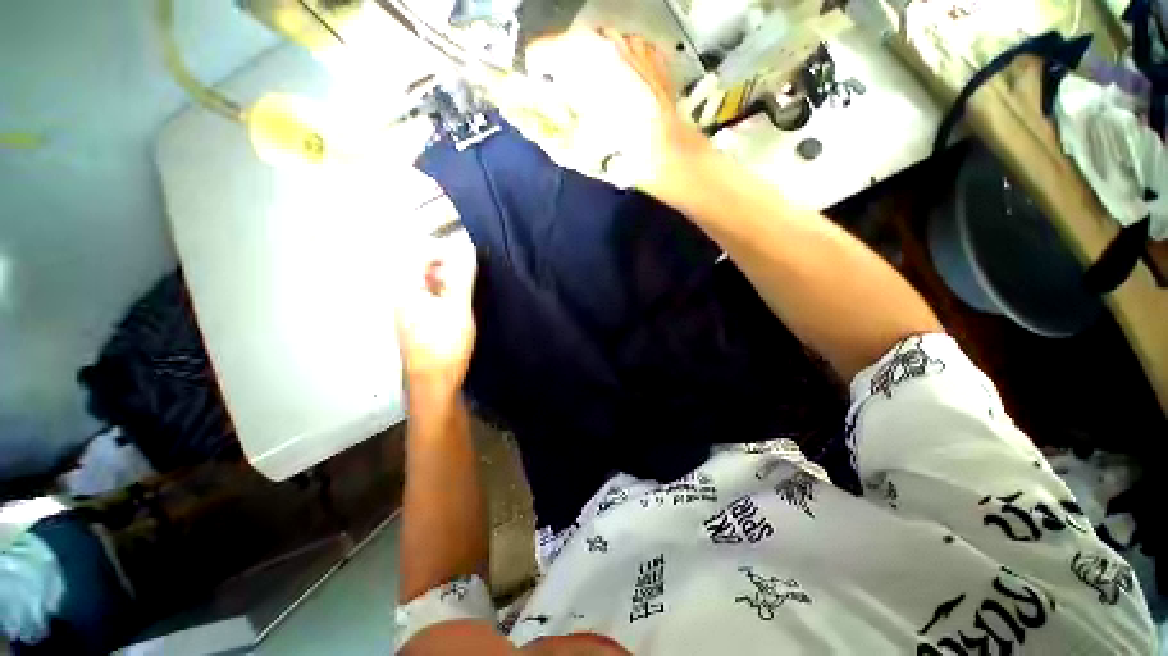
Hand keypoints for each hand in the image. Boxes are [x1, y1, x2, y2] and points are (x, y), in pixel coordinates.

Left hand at [396, 231, 477, 401]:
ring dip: (450, 279)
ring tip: (471, 285)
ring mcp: (409, 311)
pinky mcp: (419, 323)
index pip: (419, 253)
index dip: (444, 249)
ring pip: (429, 284)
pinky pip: (432, 297)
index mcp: (405, 289)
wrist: (434, 384)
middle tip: (472, 270)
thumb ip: (462, 276)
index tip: (469, 255)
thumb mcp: (457, 308)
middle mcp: (402, 296)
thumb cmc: (445, 345)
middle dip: (449, 263)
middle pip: (423, 267)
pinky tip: (462, 303)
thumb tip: (468, 247)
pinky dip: (447, 293)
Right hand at [506, 29, 710, 192]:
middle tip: (574, 101)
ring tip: (603, 99)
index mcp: (578, 56)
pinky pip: (624, 53)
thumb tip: (518, 111)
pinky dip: (618, 67)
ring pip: (599, 47)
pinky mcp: (651, 52)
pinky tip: (625, 93)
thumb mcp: (572, 139)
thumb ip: (541, 121)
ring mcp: (631, 41)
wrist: (664, 152)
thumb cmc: (616, 148)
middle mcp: (603, 37)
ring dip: (593, 67)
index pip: (539, 52)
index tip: (541, 92)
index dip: (535, 74)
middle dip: (566, 70)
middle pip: (570, 47)